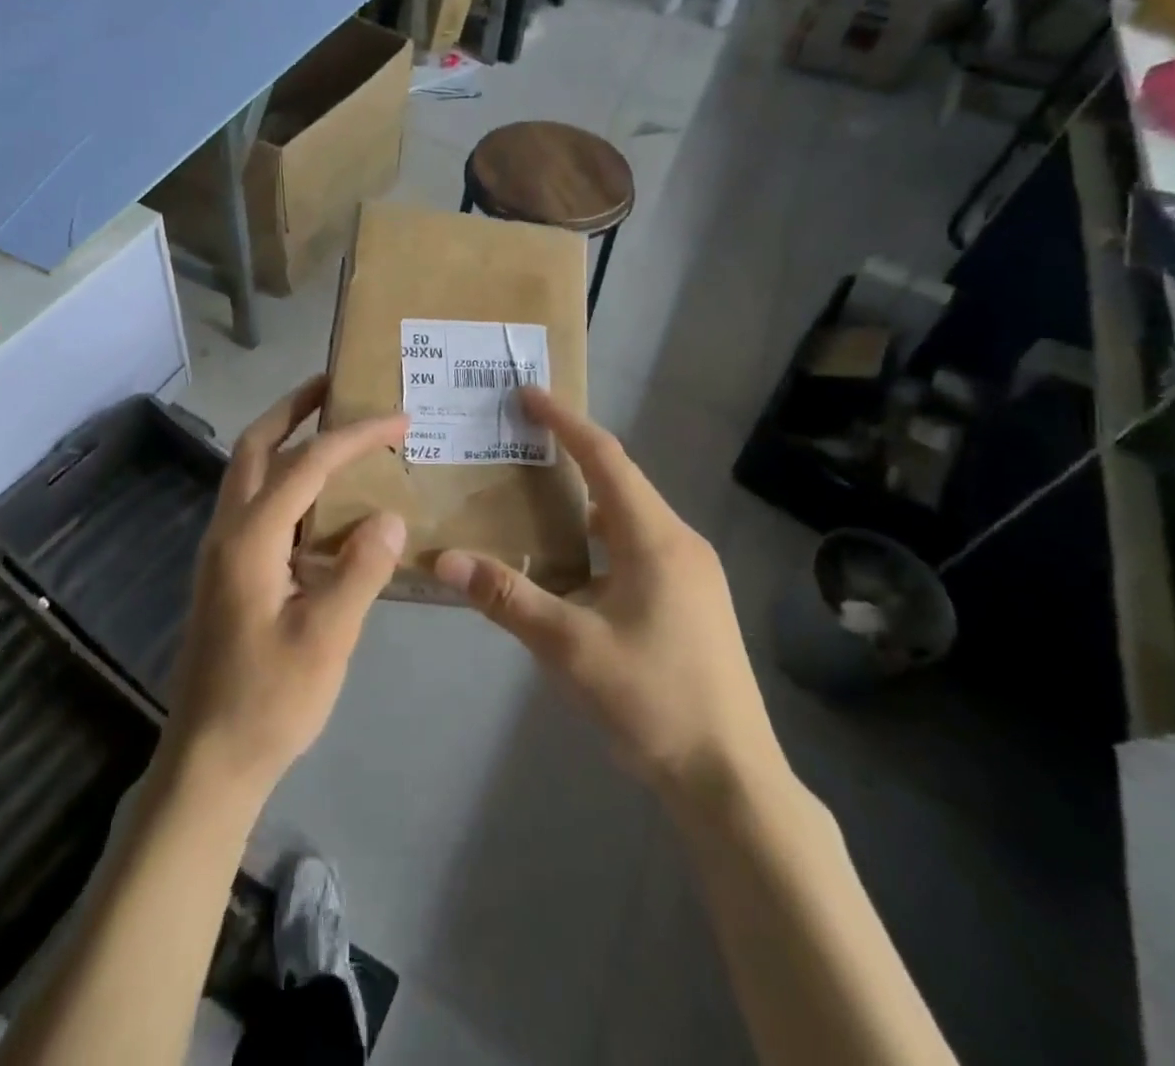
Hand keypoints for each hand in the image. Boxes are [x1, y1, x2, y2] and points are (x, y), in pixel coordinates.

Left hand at [163, 377, 408, 803]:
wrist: (210, 760)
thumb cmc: (269, 701)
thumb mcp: (326, 638)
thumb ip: (359, 571)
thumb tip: (388, 517)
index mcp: (250, 538)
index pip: (307, 464)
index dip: (354, 435)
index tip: (398, 418)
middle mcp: (227, 530)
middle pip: (256, 446)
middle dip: (294, 408)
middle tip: (335, 385)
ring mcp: (221, 550)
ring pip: (248, 472)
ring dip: (285, 438)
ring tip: (330, 426)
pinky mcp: (226, 570)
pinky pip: (255, 503)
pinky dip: (285, 479)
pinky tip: (319, 500)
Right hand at [434, 388, 779, 798]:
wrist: (731, 780)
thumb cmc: (653, 701)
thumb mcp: (570, 647)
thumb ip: (507, 596)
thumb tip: (443, 559)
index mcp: (655, 539)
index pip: (605, 459)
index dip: (565, 422)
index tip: (528, 395)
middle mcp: (679, 543)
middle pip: (619, 482)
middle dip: (571, 455)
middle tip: (520, 444)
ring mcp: (691, 573)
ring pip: (628, 518)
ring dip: (584, 502)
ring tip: (535, 499)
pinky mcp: (691, 601)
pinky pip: (637, 547)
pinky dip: (598, 539)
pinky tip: (570, 566)